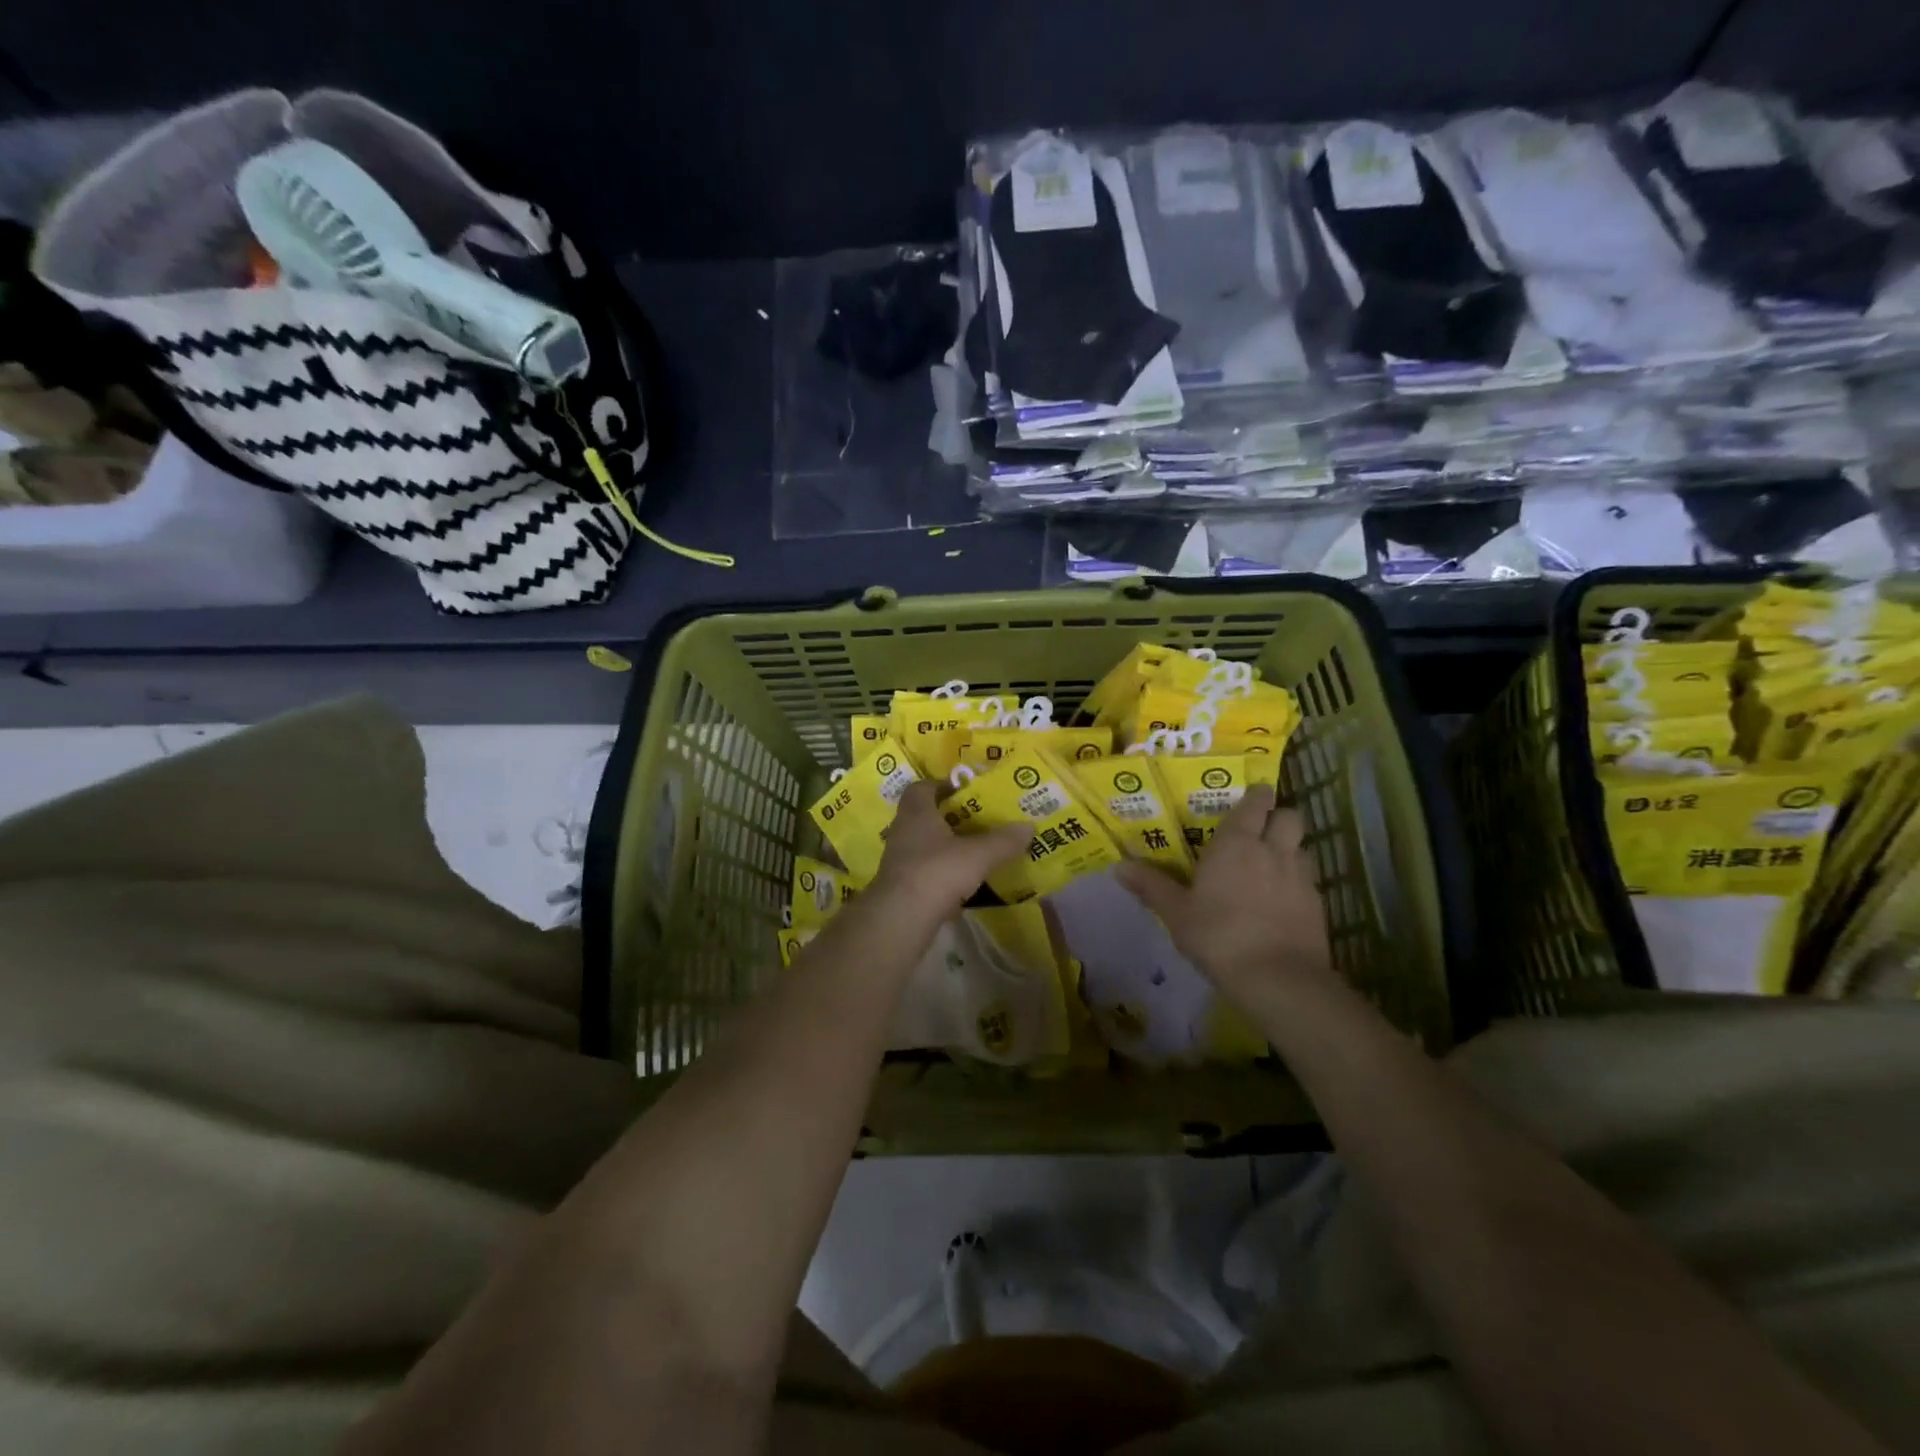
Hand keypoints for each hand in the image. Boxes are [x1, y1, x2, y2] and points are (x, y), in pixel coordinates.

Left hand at [869, 781, 1032, 921]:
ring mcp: (900, 860)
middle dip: (951, 818)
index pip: (922, 787)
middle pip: (926, 816)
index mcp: (917, 812)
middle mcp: (903, 831)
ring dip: (948, 847)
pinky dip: (945, 874)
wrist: (901, 918)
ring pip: (926, 845)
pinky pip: (927, 872)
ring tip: (977, 851)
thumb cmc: (937, 872)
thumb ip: (1003, 841)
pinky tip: (966, 884)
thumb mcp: (978, 854)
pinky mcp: (903, 886)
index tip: (966, 791)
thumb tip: (1029, 826)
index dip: (943, 785)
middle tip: (980, 821)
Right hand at [1116, 785, 1334, 1002]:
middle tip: (1261, 830)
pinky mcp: (1318, 905)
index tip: (1251, 797)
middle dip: (1278, 817)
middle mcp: (1272, 850)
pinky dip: (1297, 882)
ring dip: (1290, 848)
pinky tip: (1282, 900)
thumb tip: (1119, 866)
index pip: (1255, 803)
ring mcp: (1300, 877)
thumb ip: (1151, 885)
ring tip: (1272, 865)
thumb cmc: (1218, 935)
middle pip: (1289, 816)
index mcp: (1236, 843)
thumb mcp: (1176, 913)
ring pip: (1302, 847)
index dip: (1256, 796)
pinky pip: (1309, 879)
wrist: (1277, 978)